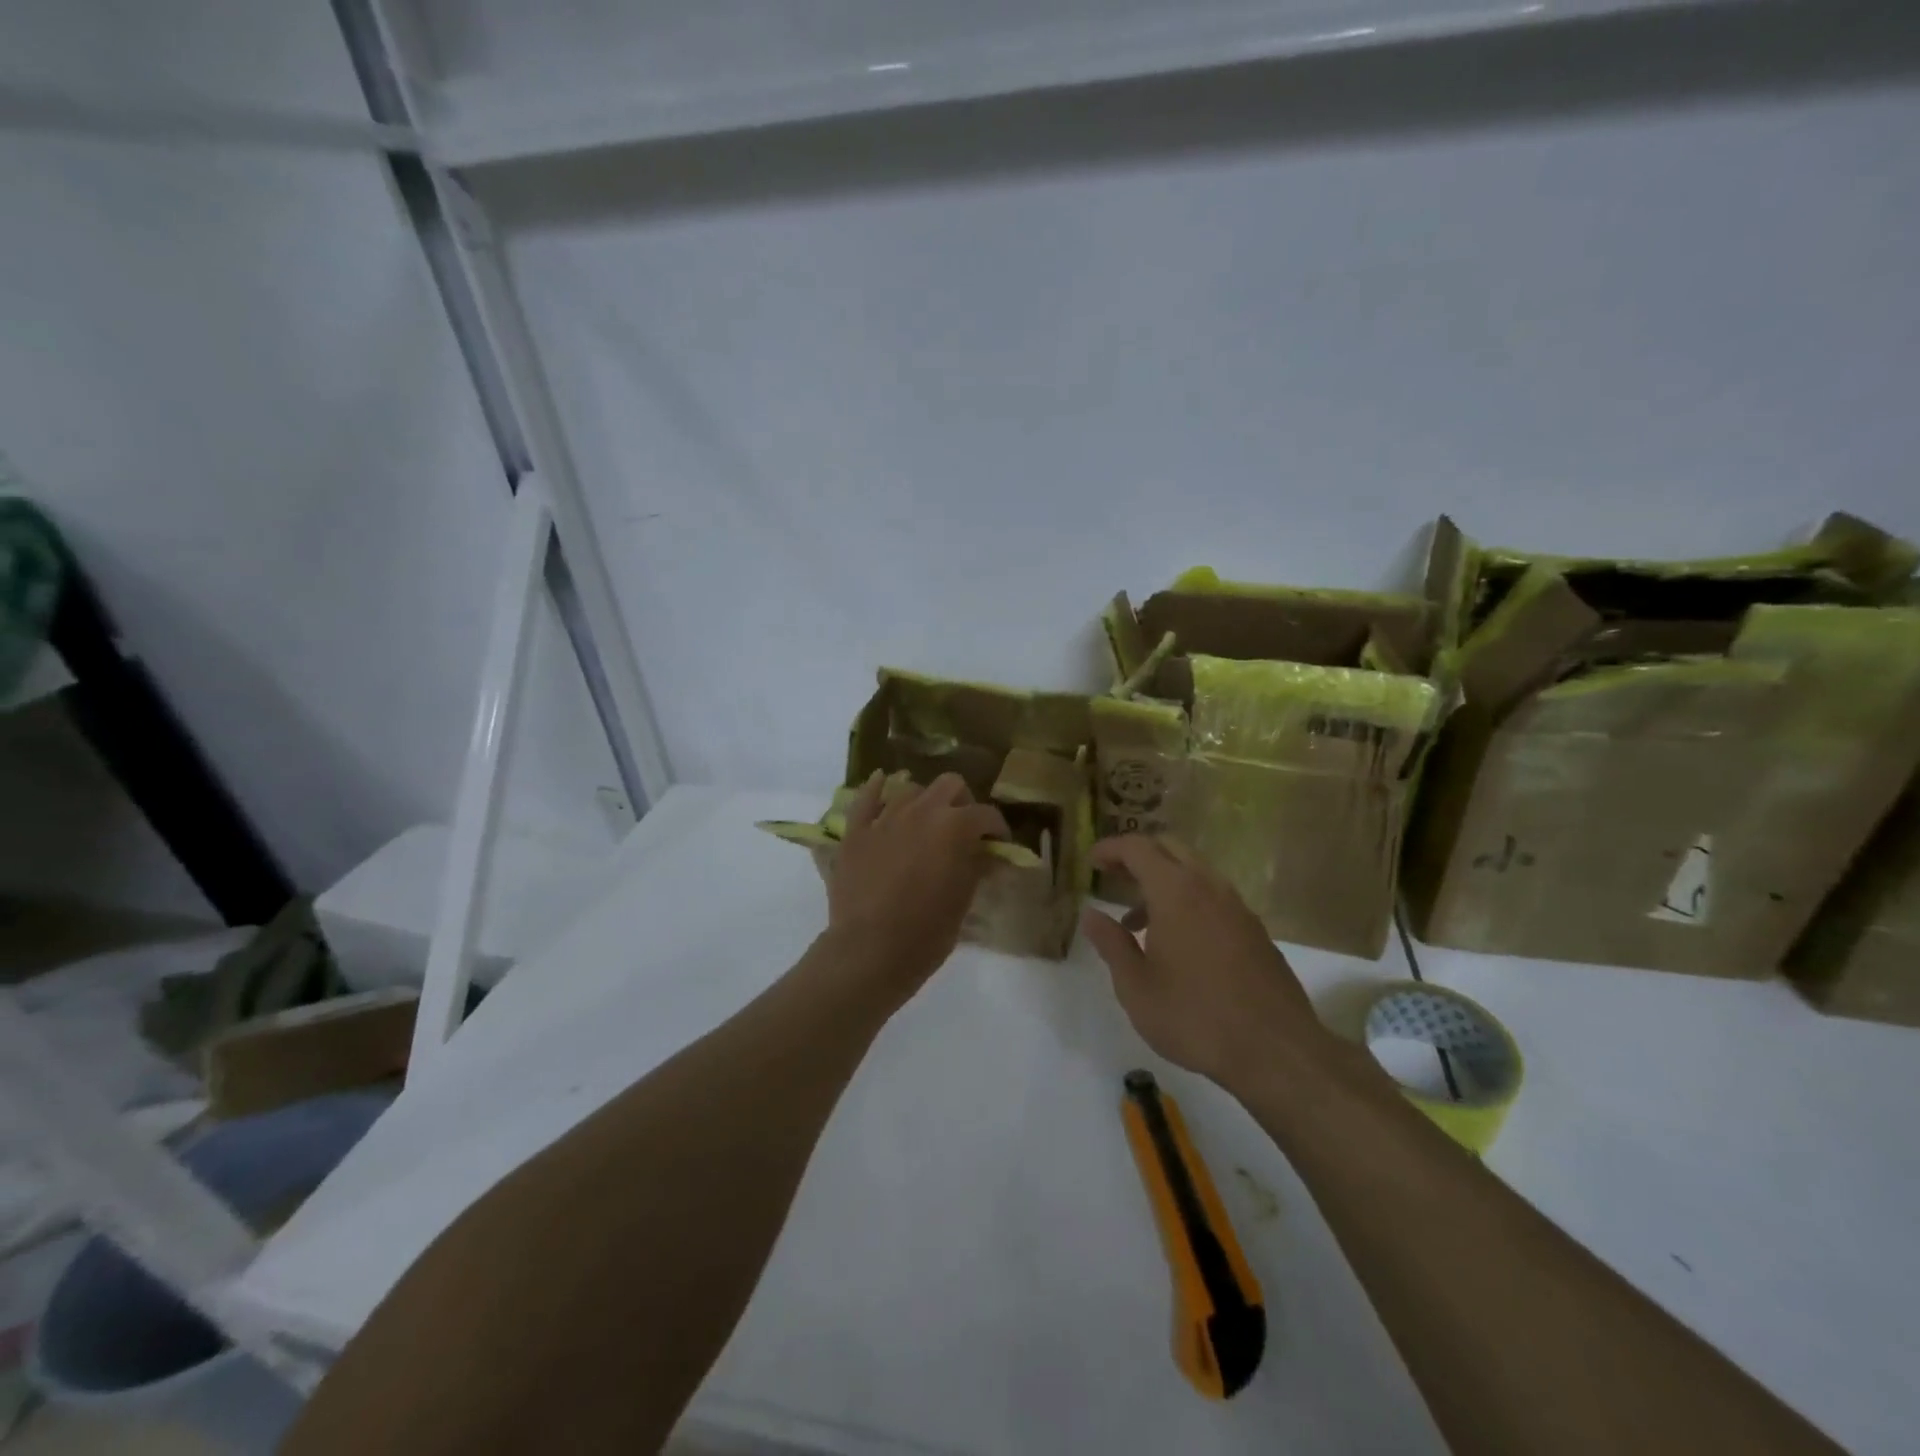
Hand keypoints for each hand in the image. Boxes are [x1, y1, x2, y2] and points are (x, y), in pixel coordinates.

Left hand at [826, 771, 1010, 1001]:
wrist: (870, 951)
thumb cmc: (926, 932)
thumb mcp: (963, 900)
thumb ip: (976, 866)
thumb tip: (987, 853)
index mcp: (954, 827)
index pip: (986, 815)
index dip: (997, 830)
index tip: (999, 845)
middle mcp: (921, 811)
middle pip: (950, 785)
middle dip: (963, 802)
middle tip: (964, 829)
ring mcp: (885, 818)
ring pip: (910, 789)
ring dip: (925, 801)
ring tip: (926, 822)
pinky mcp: (856, 831)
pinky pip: (866, 797)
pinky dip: (877, 788)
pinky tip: (882, 782)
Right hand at [1081, 836, 1324, 1088]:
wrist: (1275, 1051)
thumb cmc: (1194, 1016)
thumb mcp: (1136, 986)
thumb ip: (1111, 943)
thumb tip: (1090, 914)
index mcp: (1176, 892)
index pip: (1138, 848)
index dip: (1111, 849)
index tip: (1091, 862)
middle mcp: (1209, 887)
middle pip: (1170, 849)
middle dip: (1138, 857)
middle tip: (1113, 878)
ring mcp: (1238, 907)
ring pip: (1194, 873)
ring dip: (1163, 883)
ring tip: (1138, 923)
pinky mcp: (1255, 931)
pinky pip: (1214, 898)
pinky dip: (1188, 902)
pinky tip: (1178, 943)